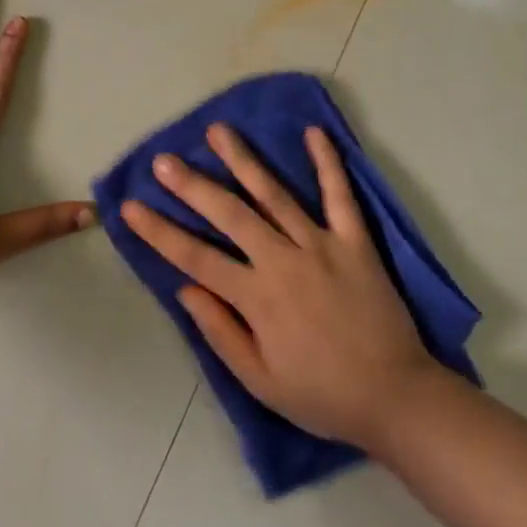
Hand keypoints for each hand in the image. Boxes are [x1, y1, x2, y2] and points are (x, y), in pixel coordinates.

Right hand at [121, 123, 439, 449]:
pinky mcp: (355, 240)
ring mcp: (321, 245)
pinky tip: (314, 132)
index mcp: (257, 298)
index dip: (160, 232)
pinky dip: (327, 162)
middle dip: (193, 186)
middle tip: (164, 160)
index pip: (196, 258)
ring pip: (274, 194)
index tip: (130, 207)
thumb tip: (185, 289)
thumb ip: (221, 332)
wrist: (395, 395)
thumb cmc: (322, 395)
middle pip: (229, 215)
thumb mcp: (260, 381)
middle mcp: (283, 261)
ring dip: (244, 160)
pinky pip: (339, 195)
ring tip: (218, 131)